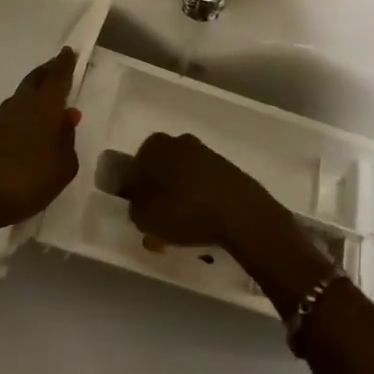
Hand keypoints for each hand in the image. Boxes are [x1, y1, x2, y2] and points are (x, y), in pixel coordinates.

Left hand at [0, 47, 80, 245]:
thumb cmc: (24, 180)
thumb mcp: (61, 168)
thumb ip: (68, 142)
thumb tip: (67, 119)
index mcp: (43, 107)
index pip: (57, 78)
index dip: (64, 64)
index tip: (69, 51)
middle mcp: (21, 106)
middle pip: (36, 80)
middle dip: (48, 71)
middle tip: (59, 65)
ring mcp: (0, 121)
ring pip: (23, 96)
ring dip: (36, 90)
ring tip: (48, 94)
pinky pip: (13, 114)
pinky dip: (25, 111)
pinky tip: (30, 125)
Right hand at [119, 132, 272, 251]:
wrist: (240, 213)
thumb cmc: (183, 210)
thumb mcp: (144, 218)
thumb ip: (134, 209)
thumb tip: (140, 205)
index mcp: (154, 145)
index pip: (133, 172)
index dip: (134, 197)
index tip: (140, 219)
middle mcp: (178, 142)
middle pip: (159, 173)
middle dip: (157, 198)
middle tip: (158, 227)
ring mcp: (205, 153)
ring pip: (181, 180)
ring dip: (178, 201)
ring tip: (182, 231)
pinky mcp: (226, 168)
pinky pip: (203, 186)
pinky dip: (199, 202)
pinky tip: (202, 224)